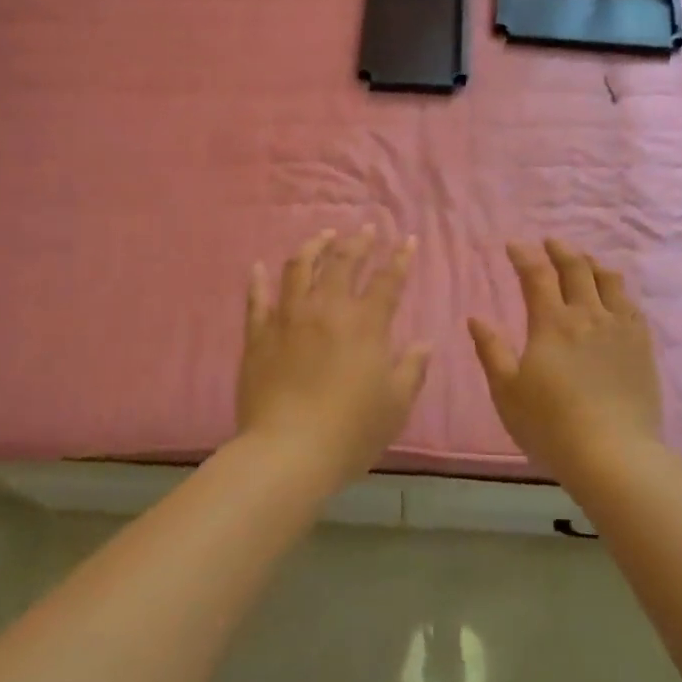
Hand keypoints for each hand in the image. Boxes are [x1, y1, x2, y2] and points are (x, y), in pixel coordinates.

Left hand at [237, 228, 430, 484]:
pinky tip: (258, 267)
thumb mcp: (395, 405)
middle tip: (366, 230)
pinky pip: (257, 299)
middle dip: (358, 242)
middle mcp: (327, 310)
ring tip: (323, 235)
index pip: (388, 281)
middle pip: (343, 263)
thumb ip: (412, 369)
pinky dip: (258, 280)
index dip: (399, 259)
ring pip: (300, 268)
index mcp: (365, 324)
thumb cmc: (351, 431)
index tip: (406, 240)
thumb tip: (424, 343)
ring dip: (314, 247)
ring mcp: (289, 318)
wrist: (288, 451)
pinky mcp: (258, 335)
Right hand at [468, 240, 663, 475]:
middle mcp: (588, 315)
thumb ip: (491, 351)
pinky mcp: (642, 346)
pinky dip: (618, 290)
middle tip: (549, 242)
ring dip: (591, 264)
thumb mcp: (507, 391)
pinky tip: (614, 295)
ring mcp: (620, 328)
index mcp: (552, 322)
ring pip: (609, 280)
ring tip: (583, 261)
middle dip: (560, 250)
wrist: (613, 454)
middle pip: (576, 268)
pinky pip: (631, 305)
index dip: (524, 255)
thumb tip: (475, 319)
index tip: (514, 245)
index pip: (537, 275)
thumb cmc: (550, 425)